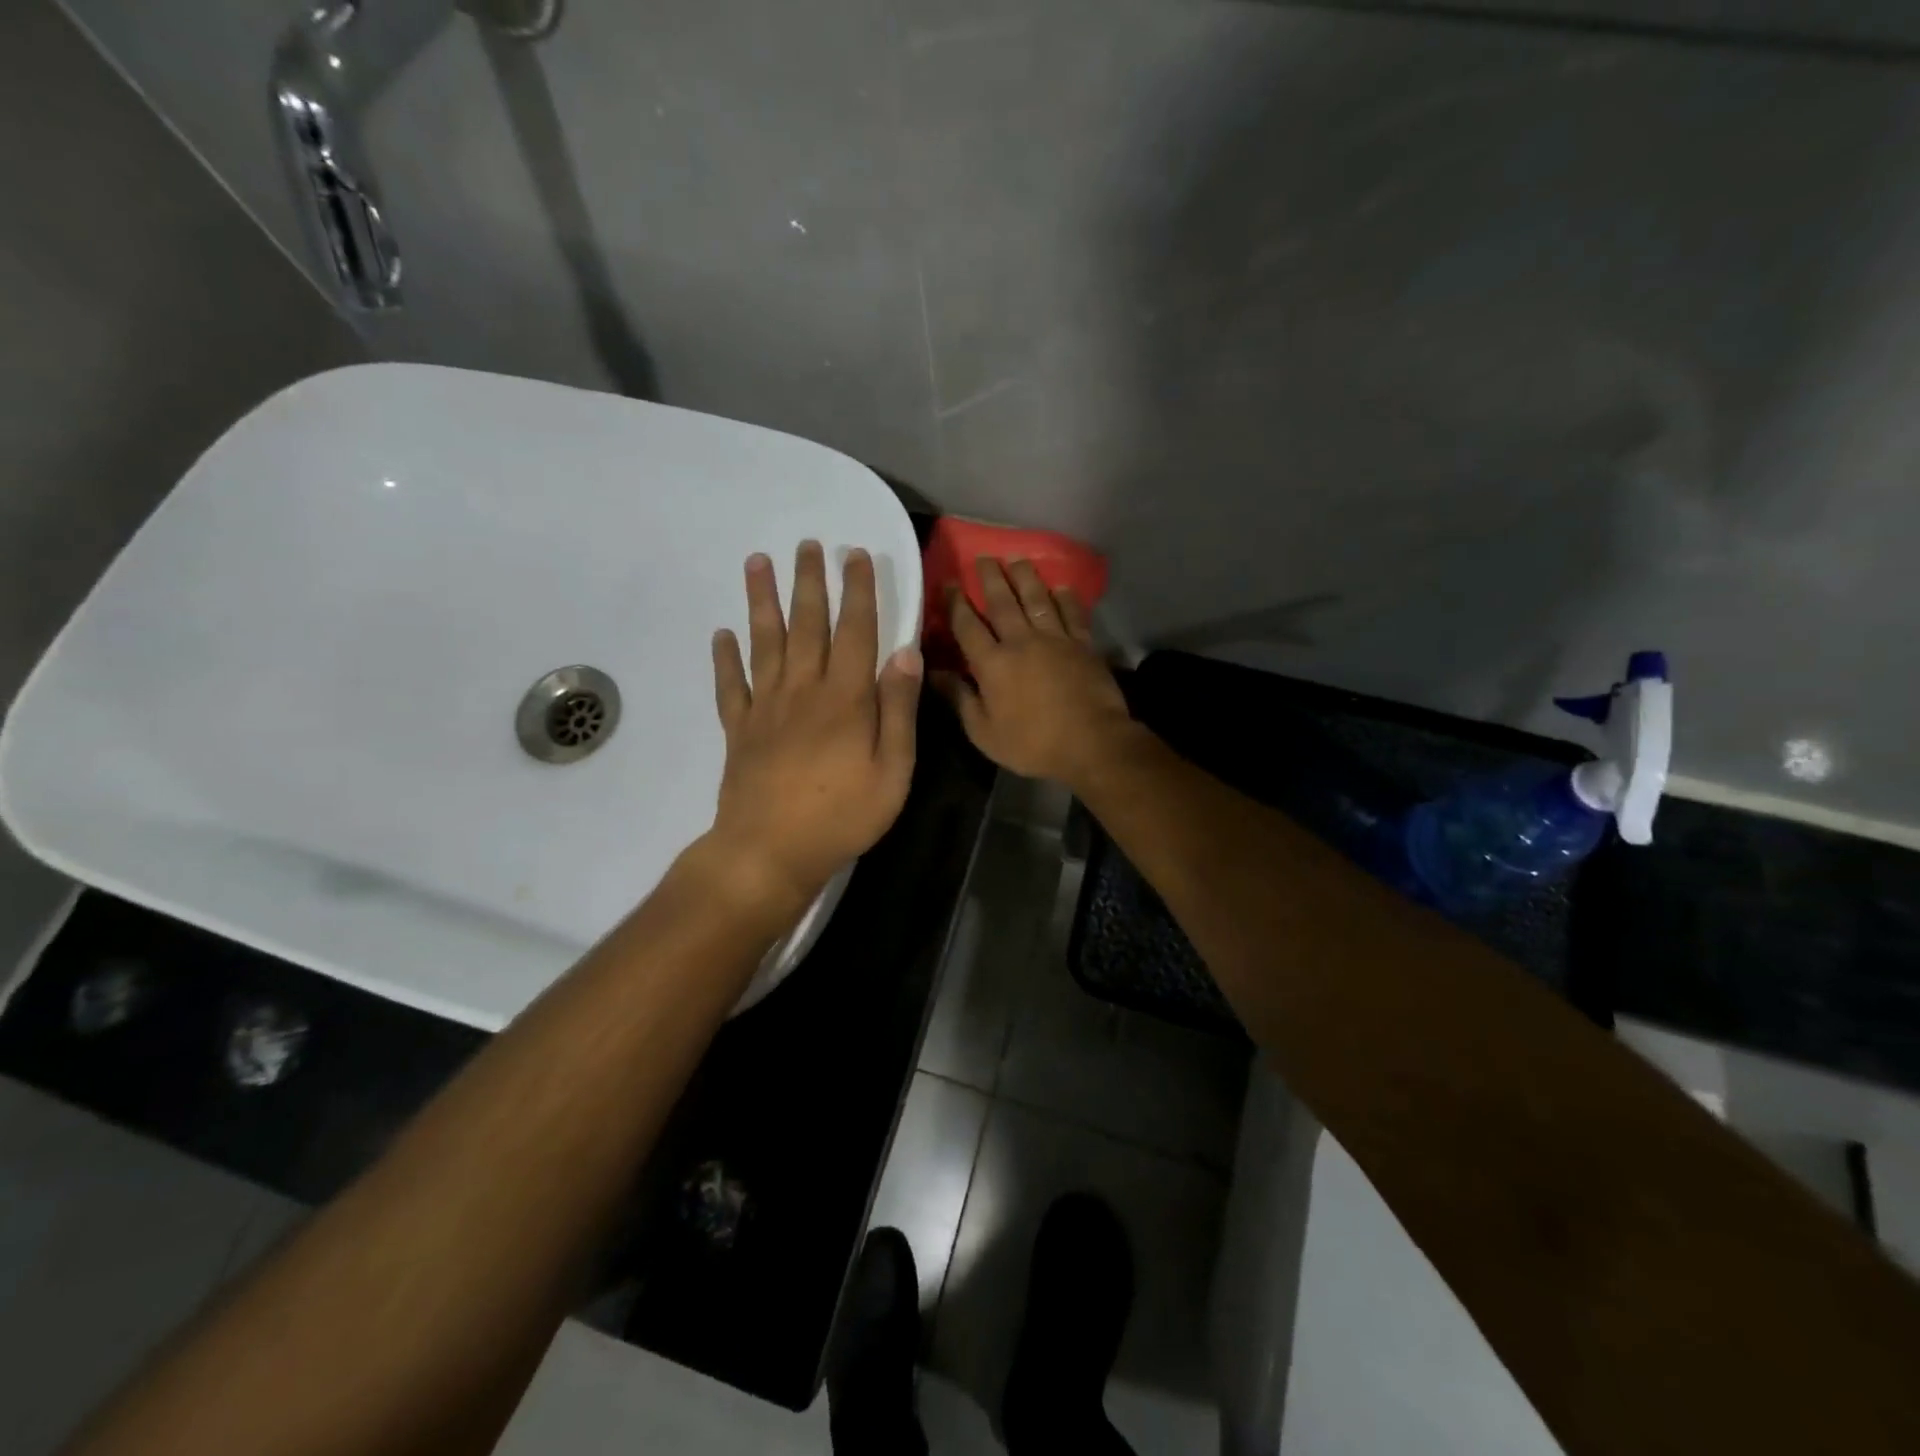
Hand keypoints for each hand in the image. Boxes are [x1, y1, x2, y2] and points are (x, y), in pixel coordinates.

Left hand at [706, 540, 921, 915]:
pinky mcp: (738, 730)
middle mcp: (804, 690)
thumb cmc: (842, 816)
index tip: (855, 555)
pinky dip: (724, 658)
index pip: (856, 631)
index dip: (858, 590)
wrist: (770, 851)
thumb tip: (906, 652)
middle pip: (807, 625)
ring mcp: (765, 708)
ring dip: (761, 601)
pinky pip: (729, 686)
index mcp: (846, 698)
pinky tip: (720, 634)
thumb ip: (899, 710)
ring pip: (764, 643)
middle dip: (809, 582)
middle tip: (807, 544)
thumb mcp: (893, 770)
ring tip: (757, 563)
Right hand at [935, 558, 1136, 788]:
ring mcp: (1055, 640)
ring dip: (1025, 577)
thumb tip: (933, 673)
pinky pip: (1072, 613)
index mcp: (993, 664)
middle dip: (990, 578)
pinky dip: (1066, 598)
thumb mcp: (984, 732)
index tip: (949, 582)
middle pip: (1002, 602)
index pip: (967, 626)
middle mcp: (1021, 642)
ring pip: (1037, 599)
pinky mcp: (1083, 644)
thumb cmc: (1032, 744)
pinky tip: (1061, 586)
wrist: (1091, 743)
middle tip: (982, 557)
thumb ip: (960, 698)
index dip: (956, 603)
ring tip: (1016, 559)